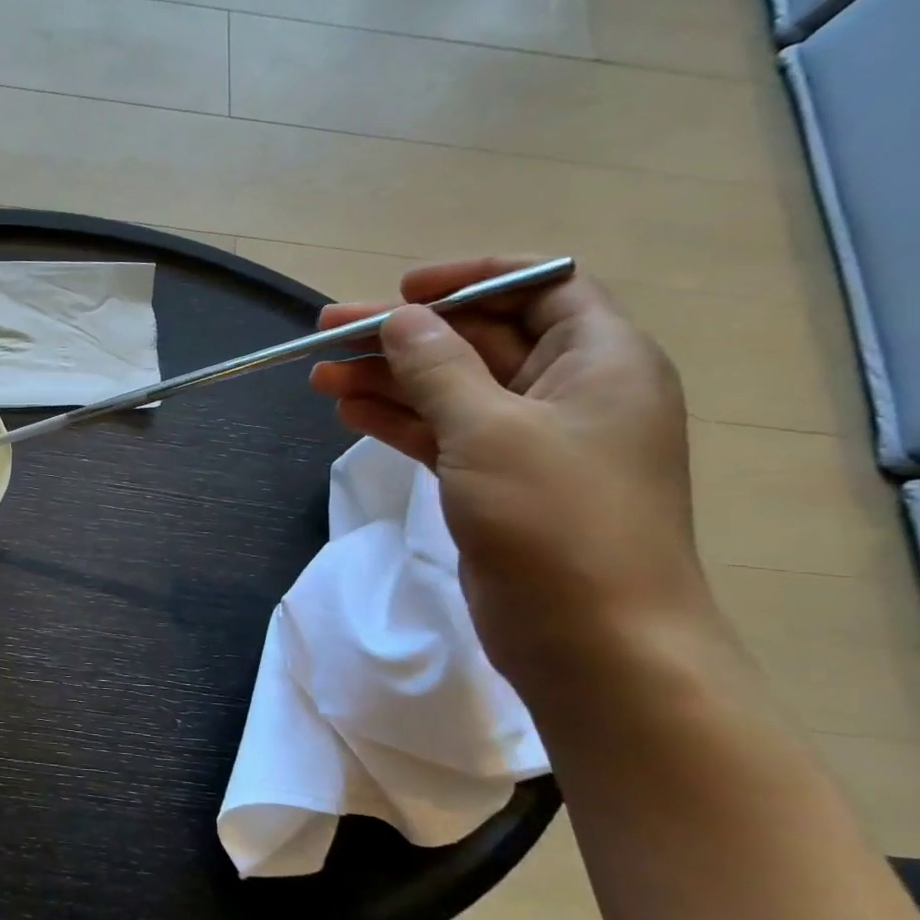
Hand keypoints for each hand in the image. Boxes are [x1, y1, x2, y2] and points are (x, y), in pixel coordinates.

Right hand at [309, 257, 707, 684]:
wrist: (592, 640)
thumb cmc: (554, 519)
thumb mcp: (489, 429)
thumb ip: (438, 368)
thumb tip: (400, 319)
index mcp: (599, 360)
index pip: (542, 287)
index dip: (471, 279)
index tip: (403, 290)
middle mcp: (569, 391)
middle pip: (478, 341)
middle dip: (403, 335)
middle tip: (327, 332)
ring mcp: (530, 442)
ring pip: (449, 391)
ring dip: (387, 380)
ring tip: (320, 376)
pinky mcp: (496, 483)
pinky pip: (441, 434)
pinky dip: (397, 422)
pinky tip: (348, 411)